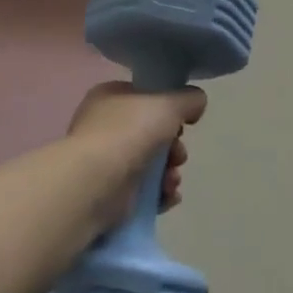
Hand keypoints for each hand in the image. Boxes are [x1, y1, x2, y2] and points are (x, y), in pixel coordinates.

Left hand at [66, 81, 205, 227]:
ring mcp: (106, 161)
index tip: (183, 122)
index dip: (169, 109)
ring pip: (151, 164)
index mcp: (110, 97)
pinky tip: (168, 196)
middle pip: (153, 133)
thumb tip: (196, 103)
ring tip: (171, 181)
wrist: (96, 182)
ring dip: (170, 173)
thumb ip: (188, 99)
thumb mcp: (168, 103)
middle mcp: (105, 126)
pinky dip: (160, 193)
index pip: (145, 97)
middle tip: (179, 156)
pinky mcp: (111, 193)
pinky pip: (145, 190)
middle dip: (174, 147)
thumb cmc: (129, 132)